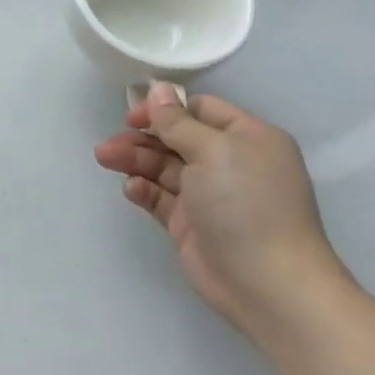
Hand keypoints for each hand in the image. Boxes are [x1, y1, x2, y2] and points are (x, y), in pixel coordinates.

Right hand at [94, 82, 348, 343]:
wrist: (269, 286)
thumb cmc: (246, 205)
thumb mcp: (213, 151)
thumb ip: (178, 121)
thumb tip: (157, 89)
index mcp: (247, 139)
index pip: (200, 110)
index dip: (165, 109)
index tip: (134, 115)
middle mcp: (229, 163)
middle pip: (176, 139)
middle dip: (142, 137)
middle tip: (110, 143)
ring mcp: (209, 196)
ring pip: (163, 167)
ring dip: (135, 160)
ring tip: (106, 159)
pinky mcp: (191, 224)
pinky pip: (161, 197)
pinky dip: (144, 189)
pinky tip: (132, 189)